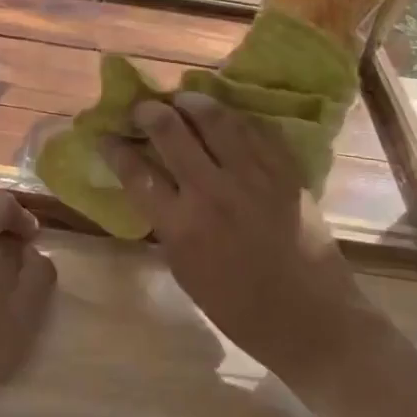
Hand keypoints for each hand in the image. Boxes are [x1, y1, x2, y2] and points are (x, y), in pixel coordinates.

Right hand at [100, 94, 374, 389]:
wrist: (310, 318)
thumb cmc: (240, 308)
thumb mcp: (186, 271)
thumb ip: (168, 224)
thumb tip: (154, 188)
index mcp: (181, 226)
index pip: (136, 173)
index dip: (115, 149)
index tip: (106, 136)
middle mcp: (212, 191)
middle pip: (171, 132)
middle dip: (149, 112)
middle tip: (144, 109)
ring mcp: (252, 176)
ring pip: (215, 119)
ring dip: (192, 102)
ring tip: (182, 99)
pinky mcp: (284, 171)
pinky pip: (255, 129)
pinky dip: (235, 117)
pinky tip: (226, 116)